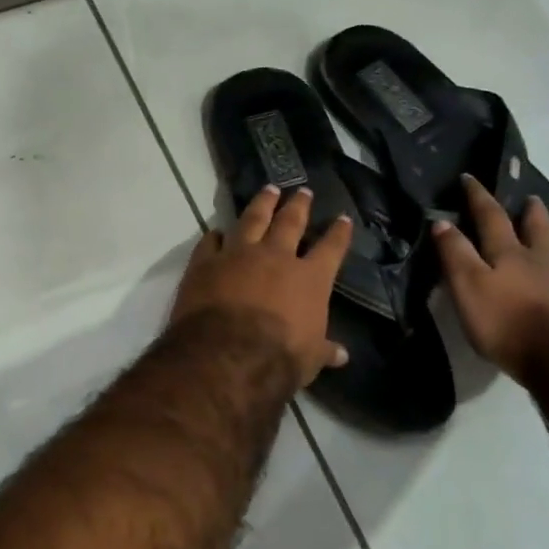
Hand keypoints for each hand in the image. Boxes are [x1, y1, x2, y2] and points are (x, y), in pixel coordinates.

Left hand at [170, 186, 352, 388]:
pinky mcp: (205, 262)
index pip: (331, 248)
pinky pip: (210, 242)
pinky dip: (214, 235)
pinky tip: (215, 231)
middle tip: (303, 191)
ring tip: (268, 189)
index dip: (338, 233)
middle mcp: (276, 257)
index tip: (343, 218)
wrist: (227, 354)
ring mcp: (238, 254)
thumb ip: (323, 350)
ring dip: (262, 203)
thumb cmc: (278, 358)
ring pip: (252, 219)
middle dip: (299, 205)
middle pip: (290, 222)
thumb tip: (341, 355)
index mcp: (310, 278)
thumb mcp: (309, 359)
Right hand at [433, 174, 548, 381]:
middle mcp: (538, 257)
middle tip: (527, 197)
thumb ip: (455, 254)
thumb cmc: (507, 321)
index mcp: (507, 252)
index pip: (490, 217)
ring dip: (546, 229)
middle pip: (532, 226)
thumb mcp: (469, 286)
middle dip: (524, 210)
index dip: (477, 197)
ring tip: (545, 222)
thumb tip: (441, 222)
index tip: (469, 178)